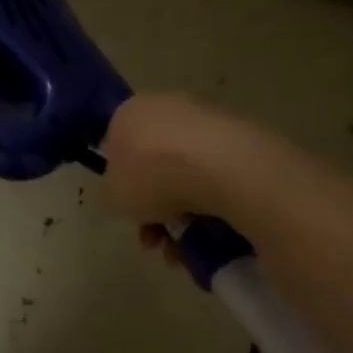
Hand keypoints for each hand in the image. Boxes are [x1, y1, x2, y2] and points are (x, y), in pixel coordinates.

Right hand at [100, 93, 230, 227]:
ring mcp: (206, 118)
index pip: (116, 146)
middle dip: (155, 204)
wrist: (221, 169)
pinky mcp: (241, 134)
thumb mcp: (111, 197)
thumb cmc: (152, 178)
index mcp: (128, 113)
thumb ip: (112, 192)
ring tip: (185, 245)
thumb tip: (124, 191)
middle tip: (156, 237)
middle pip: (154, 163)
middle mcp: (166, 107)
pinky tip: (212, 229)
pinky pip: (216, 174)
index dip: (120, 183)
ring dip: (182, 210)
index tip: (129, 210)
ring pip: (186, 172)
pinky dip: (212, 200)